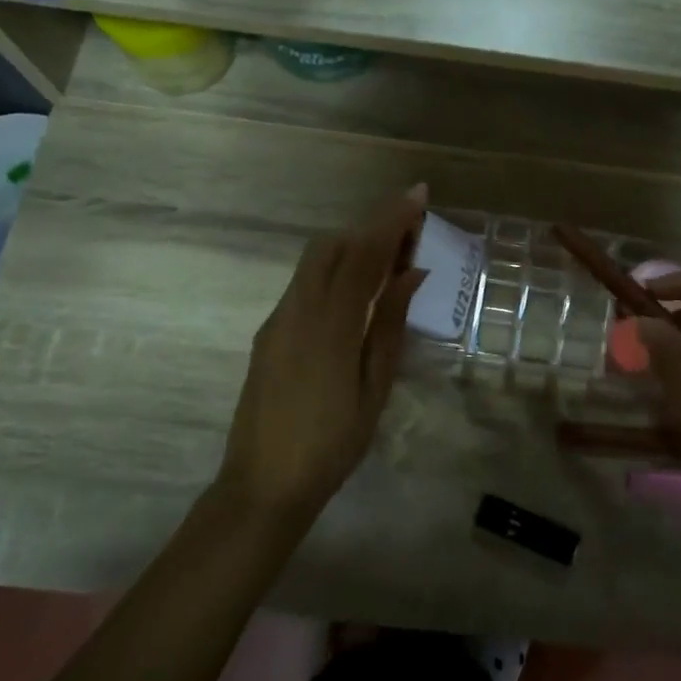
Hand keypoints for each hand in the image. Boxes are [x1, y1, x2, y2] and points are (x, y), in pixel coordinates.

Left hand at [218, 186, 428, 521]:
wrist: (262, 486)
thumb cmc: (331, 445)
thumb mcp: (374, 388)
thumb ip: (389, 325)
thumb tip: (410, 275)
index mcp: (329, 324)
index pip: (362, 254)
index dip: (391, 220)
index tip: (418, 194)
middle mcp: (296, 310)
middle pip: (331, 245)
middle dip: (369, 228)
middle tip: (408, 237)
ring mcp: (277, 320)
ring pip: (314, 262)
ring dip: (351, 249)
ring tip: (389, 265)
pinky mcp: (269, 334)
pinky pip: (305, 286)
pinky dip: (334, 274)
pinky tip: (357, 298)